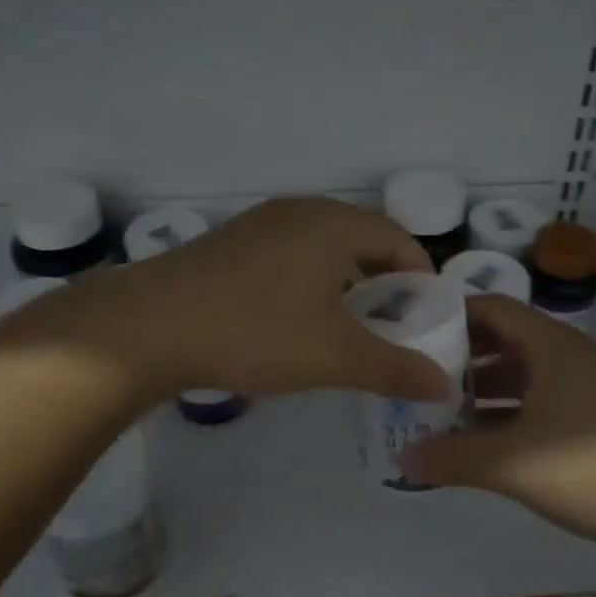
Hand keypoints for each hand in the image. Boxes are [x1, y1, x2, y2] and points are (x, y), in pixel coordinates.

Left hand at [0, 197, 454, 404]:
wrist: (149, 325)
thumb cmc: (256, 331)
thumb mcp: (334, 356)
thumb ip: (395, 368)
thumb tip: (445, 385)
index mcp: (334, 224)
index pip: (399, 239)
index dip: (422, 276)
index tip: (427, 316)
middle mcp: (301, 211)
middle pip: (362, 237)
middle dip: (385, 279)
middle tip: (392, 323)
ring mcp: (261, 222)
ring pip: (323, 245)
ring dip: (345, 278)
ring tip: (346, 323)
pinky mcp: (231, 241)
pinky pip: (290, 252)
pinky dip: (310, 278)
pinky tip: (295, 316)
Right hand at [403, 296, 595, 549]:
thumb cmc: (593, 467)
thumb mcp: (512, 463)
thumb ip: (453, 458)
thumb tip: (402, 457)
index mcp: (548, 344)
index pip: (488, 307)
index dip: (448, 316)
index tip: (410, 336)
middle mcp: (568, 354)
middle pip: (502, 340)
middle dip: (459, 359)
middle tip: (418, 380)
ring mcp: (587, 385)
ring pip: (522, 375)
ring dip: (483, 392)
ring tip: (442, 416)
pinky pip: (542, 401)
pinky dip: (510, 415)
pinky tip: (487, 444)